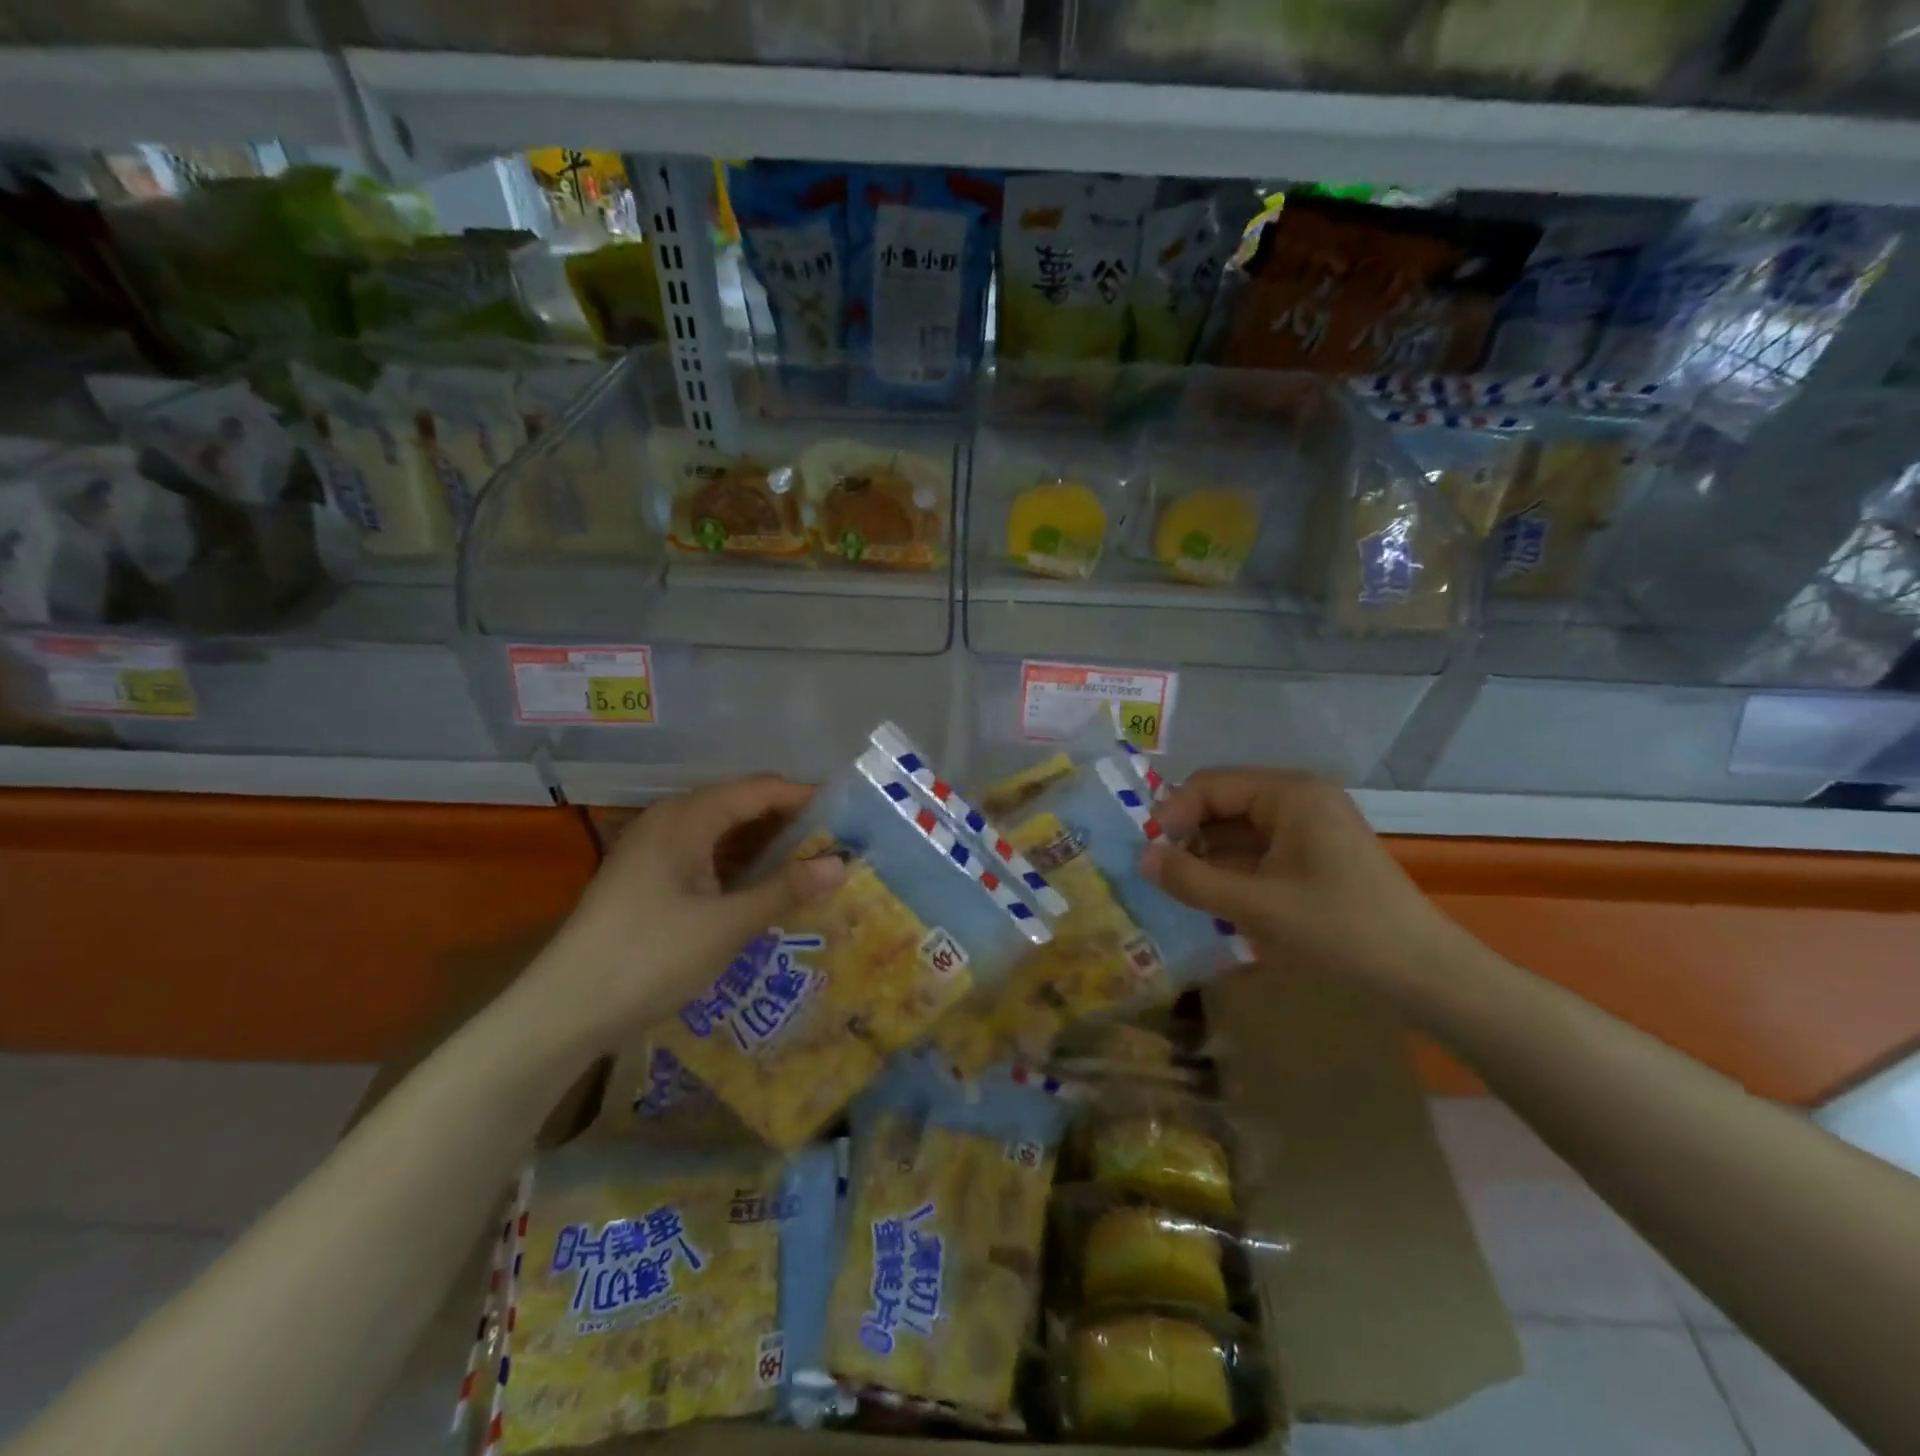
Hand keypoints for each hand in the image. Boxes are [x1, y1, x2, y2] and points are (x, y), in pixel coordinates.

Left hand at [526, 777, 846, 1052]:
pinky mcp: (650, 879)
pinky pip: (707, 857)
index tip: (850, 813)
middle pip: (742, 806)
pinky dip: (741, 867)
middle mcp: (670, 821)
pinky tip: (767, 889)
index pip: (759, 789)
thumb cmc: (649, 957)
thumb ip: (786, 889)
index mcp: (686, 817)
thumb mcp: (727, 924)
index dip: (805, 797)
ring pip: (724, 834)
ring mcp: (656, 851)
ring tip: (813, 865)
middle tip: (838, 844)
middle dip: (790, 823)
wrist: (564, 1011)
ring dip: (767, 847)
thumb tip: (841, 863)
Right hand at [1139, 768, 1471, 997]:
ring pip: (1239, 830)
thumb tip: (1140, 860)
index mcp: (1289, 793)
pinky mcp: (1317, 855)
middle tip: (1159, 873)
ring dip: (1208, 856)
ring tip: (1180, 889)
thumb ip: (1191, 879)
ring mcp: (1311, 827)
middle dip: (1188, 835)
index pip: (1210, 785)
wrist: (1425, 976)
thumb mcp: (1254, 905)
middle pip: (1224, 803)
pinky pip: (1260, 850)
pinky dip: (1233, 870)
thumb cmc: (1339, 930)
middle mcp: (1300, 798)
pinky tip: (1214, 897)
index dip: (1172, 815)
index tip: (1149, 854)